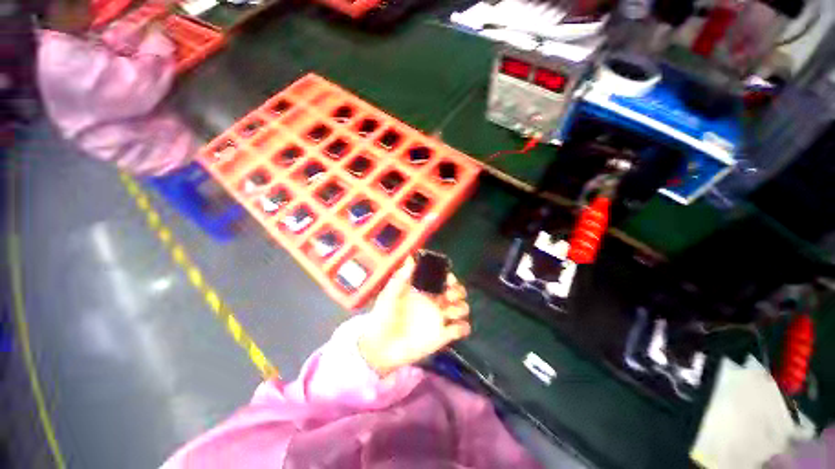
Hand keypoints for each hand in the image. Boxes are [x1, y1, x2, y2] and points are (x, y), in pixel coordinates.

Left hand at [358, 257, 470, 376]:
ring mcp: (439, 318)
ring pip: (462, 308)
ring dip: (461, 307)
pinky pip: (461, 329)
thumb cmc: (383, 315)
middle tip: (449, 295)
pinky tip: (452, 328)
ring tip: (449, 311)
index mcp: (424, 290)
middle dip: (458, 291)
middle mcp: (434, 302)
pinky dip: (462, 327)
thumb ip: (402, 276)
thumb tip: (411, 257)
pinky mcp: (442, 336)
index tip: (448, 279)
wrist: (379, 345)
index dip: (449, 277)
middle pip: (457, 292)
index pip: (443, 279)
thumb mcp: (390, 293)